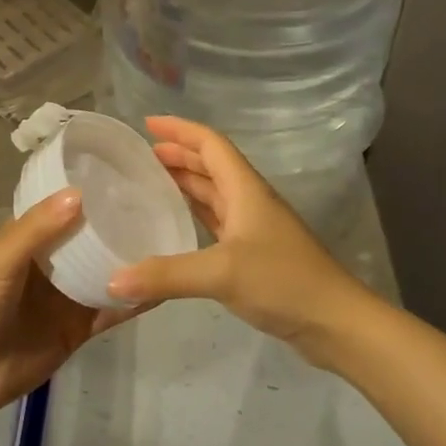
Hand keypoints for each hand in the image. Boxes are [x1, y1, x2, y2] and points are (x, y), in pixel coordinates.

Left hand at [0, 189, 143, 419]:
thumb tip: (80, 193)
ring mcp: (65, 298)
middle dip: (116, 226)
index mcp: (25, 242)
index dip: (87, 195)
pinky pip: (109, 311)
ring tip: (168, 239)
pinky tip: (161, 287)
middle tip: (158, 203)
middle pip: (87, 241)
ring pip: (103, 273)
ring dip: (129, 261)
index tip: (124, 176)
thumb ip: (37, 230)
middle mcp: (48, 266)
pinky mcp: (78, 329)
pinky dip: (132, 301)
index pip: (61, 210)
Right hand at [108, 117, 369, 365]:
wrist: (334, 321)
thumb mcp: (222, 273)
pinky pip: (218, 221)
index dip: (180, 130)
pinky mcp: (255, 254)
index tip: (147, 124)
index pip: (210, 144)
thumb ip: (166, 275)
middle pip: (212, 165)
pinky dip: (195, 214)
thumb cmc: (283, 281)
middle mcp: (250, 200)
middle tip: (141, 156)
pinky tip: (177, 223)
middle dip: (179, 155)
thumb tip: (112, 281)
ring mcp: (254, 228)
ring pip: (215, 193)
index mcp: (246, 189)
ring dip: (186, 182)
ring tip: (151, 182)